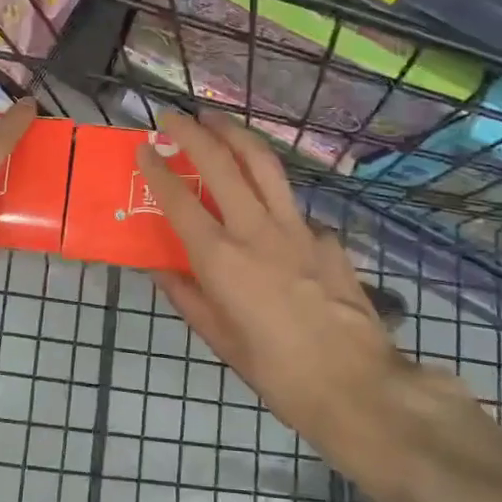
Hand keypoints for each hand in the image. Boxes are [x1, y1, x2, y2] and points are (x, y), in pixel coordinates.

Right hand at [136, 110, 460, 501]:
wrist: (357, 386)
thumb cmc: (277, 372)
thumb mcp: (219, 340)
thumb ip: (186, 296)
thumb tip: (159, 268)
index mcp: (221, 259)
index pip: (179, 199)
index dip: (157, 168)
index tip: (144, 147)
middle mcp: (255, 230)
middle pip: (220, 162)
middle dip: (192, 131)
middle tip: (172, 116)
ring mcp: (297, 228)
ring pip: (263, 163)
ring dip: (235, 134)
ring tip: (217, 120)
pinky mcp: (326, 236)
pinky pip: (292, 204)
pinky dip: (271, 192)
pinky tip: (267, 205)